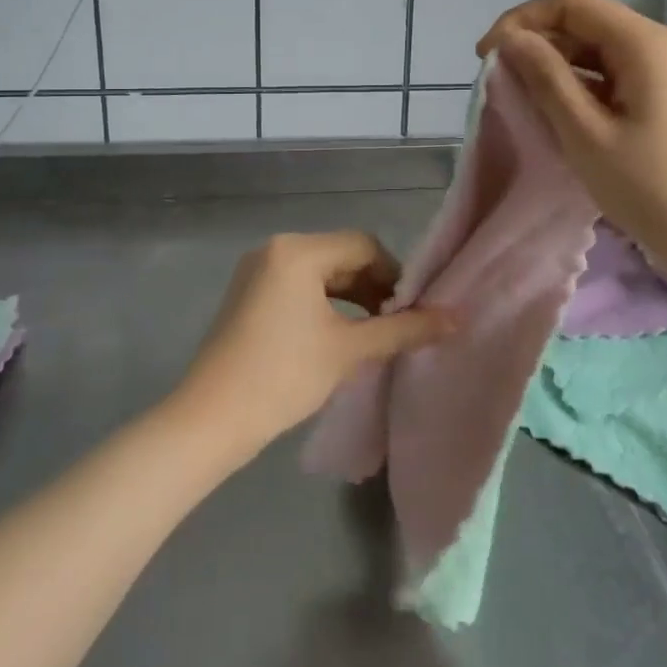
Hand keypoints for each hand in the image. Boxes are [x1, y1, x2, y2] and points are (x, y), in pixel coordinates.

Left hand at [171, 232, 453, 459]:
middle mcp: (275, 249)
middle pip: (340, 256)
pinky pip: (297, 286)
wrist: (210, 420)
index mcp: (298, 250)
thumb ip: (403, 330)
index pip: (363, 246)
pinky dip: (323, 304)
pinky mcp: (248, 294)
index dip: (394, 275)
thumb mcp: (349, 350)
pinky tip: (338, 335)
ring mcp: (257, 271)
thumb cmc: (283, 376)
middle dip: (373, 287)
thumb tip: (456, 318)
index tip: (412, 311)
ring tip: (372, 333)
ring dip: (350, 297)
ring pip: (319, 272)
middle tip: (396, 324)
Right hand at [478, 0, 666, 295]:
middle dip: (535, 45)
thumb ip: (546, 79)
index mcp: (642, 43)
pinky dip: (577, 91)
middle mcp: (654, 47)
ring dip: (553, 70)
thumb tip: (510, 40)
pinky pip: (609, 80)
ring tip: (522, 104)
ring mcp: (661, 75)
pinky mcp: (661, 102)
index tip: (486, 58)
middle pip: (583, 24)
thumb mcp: (588, 134)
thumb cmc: (656, 189)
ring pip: (594, 53)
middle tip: (499, 86)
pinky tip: (556, 119)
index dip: (521, 21)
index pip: (570, 3)